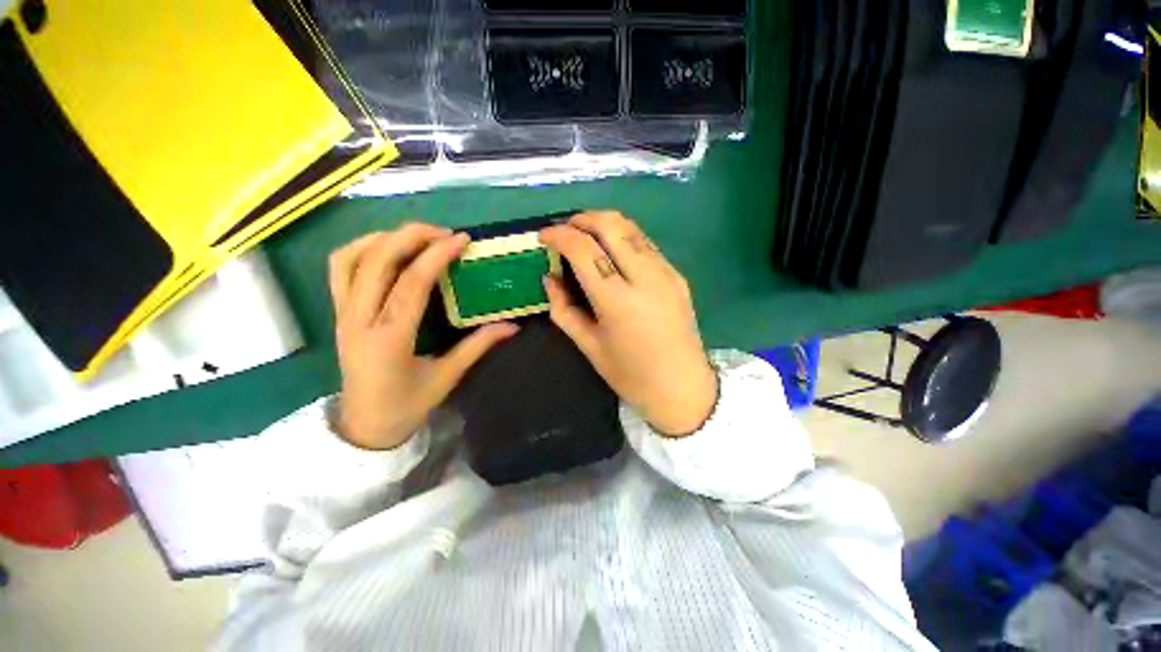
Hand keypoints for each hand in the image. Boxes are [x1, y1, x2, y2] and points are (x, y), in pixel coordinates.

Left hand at [329, 224, 518, 449]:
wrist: (365, 426)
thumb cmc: (407, 405)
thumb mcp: (447, 376)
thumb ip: (478, 345)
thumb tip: (512, 326)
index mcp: (390, 339)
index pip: (412, 284)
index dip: (437, 256)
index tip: (460, 239)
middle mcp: (359, 320)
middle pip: (378, 261)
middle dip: (411, 236)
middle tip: (443, 232)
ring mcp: (343, 314)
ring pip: (351, 259)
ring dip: (384, 238)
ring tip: (415, 236)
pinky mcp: (338, 313)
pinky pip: (340, 269)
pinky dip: (362, 249)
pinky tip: (387, 248)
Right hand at [539, 211, 716, 436]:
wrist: (683, 387)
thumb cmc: (631, 375)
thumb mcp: (589, 346)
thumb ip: (564, 309)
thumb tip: (549, 278)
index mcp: (618, 301)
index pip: (584, 250)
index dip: (559, 235)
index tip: (543, 236)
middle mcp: (645, 278)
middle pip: (612, 225)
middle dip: (582, 218)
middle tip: (565, 230)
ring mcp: (666, 273)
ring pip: (632, 228)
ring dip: (604, 224)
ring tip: (585, 236)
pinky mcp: (677, 275)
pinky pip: (645, 244)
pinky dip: (623, 237)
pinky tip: (612, 252)